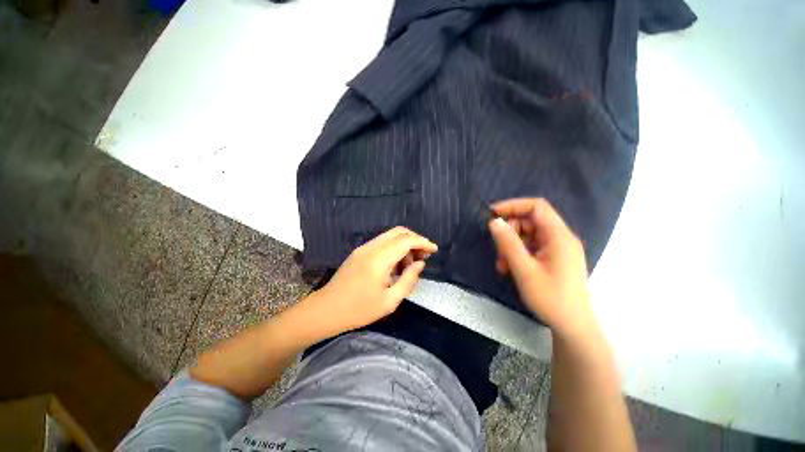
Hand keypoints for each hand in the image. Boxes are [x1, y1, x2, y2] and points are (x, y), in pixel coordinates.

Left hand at [311, 226, 436, 334]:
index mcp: (379, 259)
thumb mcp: (390, 301)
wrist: (326, 310)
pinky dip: (394, 248)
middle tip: (424, 256)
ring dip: (404, 244)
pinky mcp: (360, 251)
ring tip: (410, 265)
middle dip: (415, 240)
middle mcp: (372, 247)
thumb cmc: (359, 309)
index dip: (423, 242)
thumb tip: (420, 263)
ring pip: (390, 236)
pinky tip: (396, 264)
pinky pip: (382, 242)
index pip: (406, 240)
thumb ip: (408, 279)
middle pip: (399, 232)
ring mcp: (364, 248)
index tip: (434, 250)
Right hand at [488, 198, 595, 339]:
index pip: (537, 207)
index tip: (492, 215)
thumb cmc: (550, 298)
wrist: (572, 326)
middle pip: (530, 221)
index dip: (513, 206)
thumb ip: (508, 243)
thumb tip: (494, 222)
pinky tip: (509, 268)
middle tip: (498, 250)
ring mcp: (557, 248)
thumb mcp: (524, 270)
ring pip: (527, 235)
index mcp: (559, 236)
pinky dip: (517, 253)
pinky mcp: (553, 257)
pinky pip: (531, 247)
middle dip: (510, 232)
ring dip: (511, 245)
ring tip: (502, 265)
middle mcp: (560, 238)